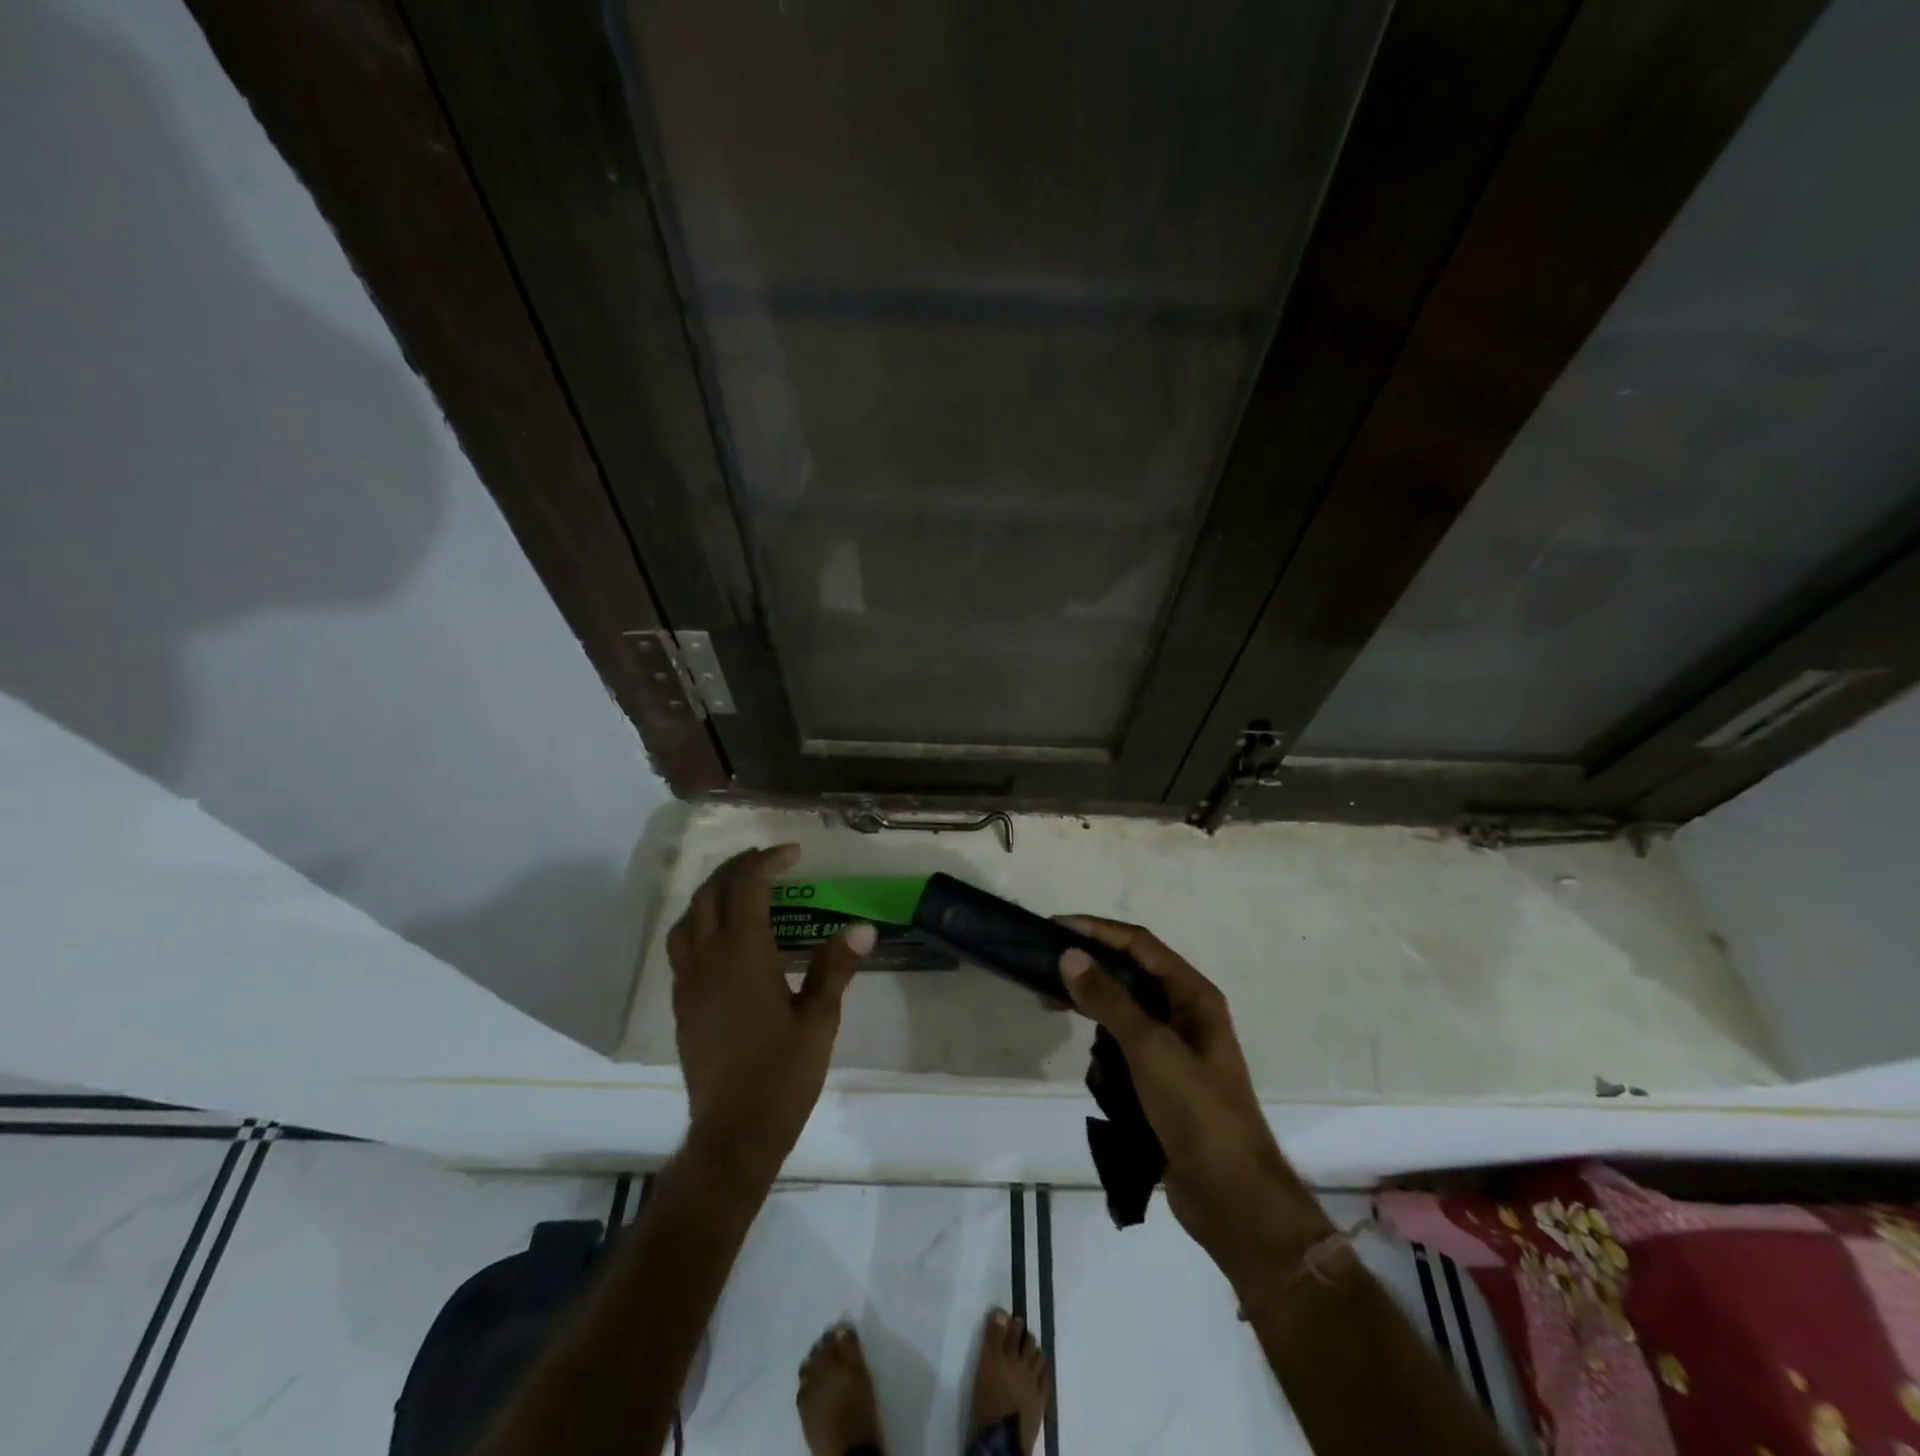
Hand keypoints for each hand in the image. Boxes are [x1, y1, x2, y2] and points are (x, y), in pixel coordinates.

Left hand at [667, 845, 872, 1184]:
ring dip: (713, 891)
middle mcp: (709, 958)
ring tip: (740, 888)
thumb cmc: (783, 1073)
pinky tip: (719, 936)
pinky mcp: (681, 1003)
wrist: (733, 1131)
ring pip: (689, 916)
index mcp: (744, 954)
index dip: (768, 861)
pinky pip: (681, 945)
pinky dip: (699, 922)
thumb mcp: (819, 1019)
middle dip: (738, 867)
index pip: (748, 887)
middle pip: (712, 892)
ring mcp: (689, 981)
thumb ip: (835, 967)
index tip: (794, 853)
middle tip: (768, 861)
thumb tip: (862, 927)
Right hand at [1059, 919, 1332, 1288]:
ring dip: (1094, 1012)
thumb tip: (1069, 954)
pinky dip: (1104, 1052)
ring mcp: (1174, 1050)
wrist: (1232, 1198)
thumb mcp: (1150, 1049)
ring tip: (1052, 1008)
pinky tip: (1092, 1069)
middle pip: (1130, 975)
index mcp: (1193, 996)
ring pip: (1123, 1014)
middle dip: (1089, 971)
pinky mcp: (1161, 1082)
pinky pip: (1124, 1050)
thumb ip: (1109, 999)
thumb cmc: (1197, 1111)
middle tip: (1043, 969)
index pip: (1140, 944)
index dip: (1098, 930)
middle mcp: (1185, 1014)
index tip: (1055, 926)